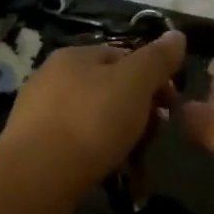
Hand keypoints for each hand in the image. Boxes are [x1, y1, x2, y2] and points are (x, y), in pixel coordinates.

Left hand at [0, 32, 186, 198]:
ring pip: (97, 123)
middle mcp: (53, 80)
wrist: (37, 178)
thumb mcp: (134, 83)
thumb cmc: (91, 122)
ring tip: (136, 167)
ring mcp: (41, 117)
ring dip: (123, 142)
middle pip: (111, 92)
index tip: (171, 107)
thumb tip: (177, 35)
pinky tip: (112, 176)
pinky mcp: (37, 151)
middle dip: (139, 115)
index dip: (154, 79)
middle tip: (152, 140)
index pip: (124, 57)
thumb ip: (157, 60)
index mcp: (74, 57)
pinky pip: (80, 149)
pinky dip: (100, 159)